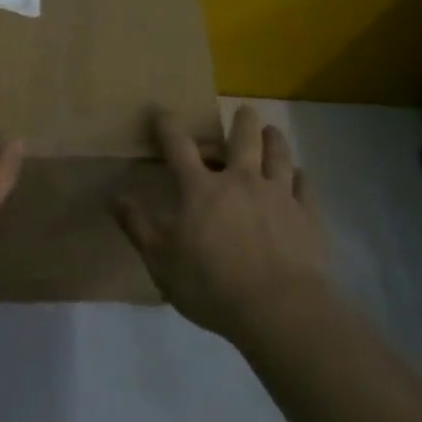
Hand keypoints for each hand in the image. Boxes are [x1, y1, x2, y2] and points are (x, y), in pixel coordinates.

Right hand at [111, 104, 329, 341]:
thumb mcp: (160, 261)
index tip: (162, 112)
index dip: (167, 125)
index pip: (178, 146)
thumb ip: (138, 227)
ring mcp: (278, 195)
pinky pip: (305, 186)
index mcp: (200, 188)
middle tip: (244, 111)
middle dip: (242, 120)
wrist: (278, 310)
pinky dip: (300, 177)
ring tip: (272, 132)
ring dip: (274, 139)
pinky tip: (299, 176)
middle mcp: (240, 180)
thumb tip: (115, 198)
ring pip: (279, 154)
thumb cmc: (210, 285)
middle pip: (243, 138)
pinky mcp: (306, 215)